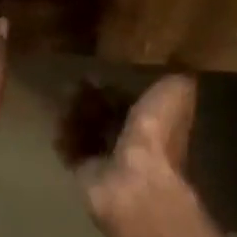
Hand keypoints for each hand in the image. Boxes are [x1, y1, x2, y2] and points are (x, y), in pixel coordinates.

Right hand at [65, 75, 221, 236]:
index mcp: (159, 123)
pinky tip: (59, 117)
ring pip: (89, 129)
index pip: (137, 101)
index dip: (120, 86)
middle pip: (110, 115)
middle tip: (77, 80)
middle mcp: (136, 142)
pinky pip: (72, 148)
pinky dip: (65, 133)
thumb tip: (175, 57)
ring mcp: (110, 160)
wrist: (135, 180)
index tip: (102, 69)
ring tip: (65, 93)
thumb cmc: (158, 133)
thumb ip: (175, 74)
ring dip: (77, 110)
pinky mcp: (85, 173)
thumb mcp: (177, 90)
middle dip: (94, 97)